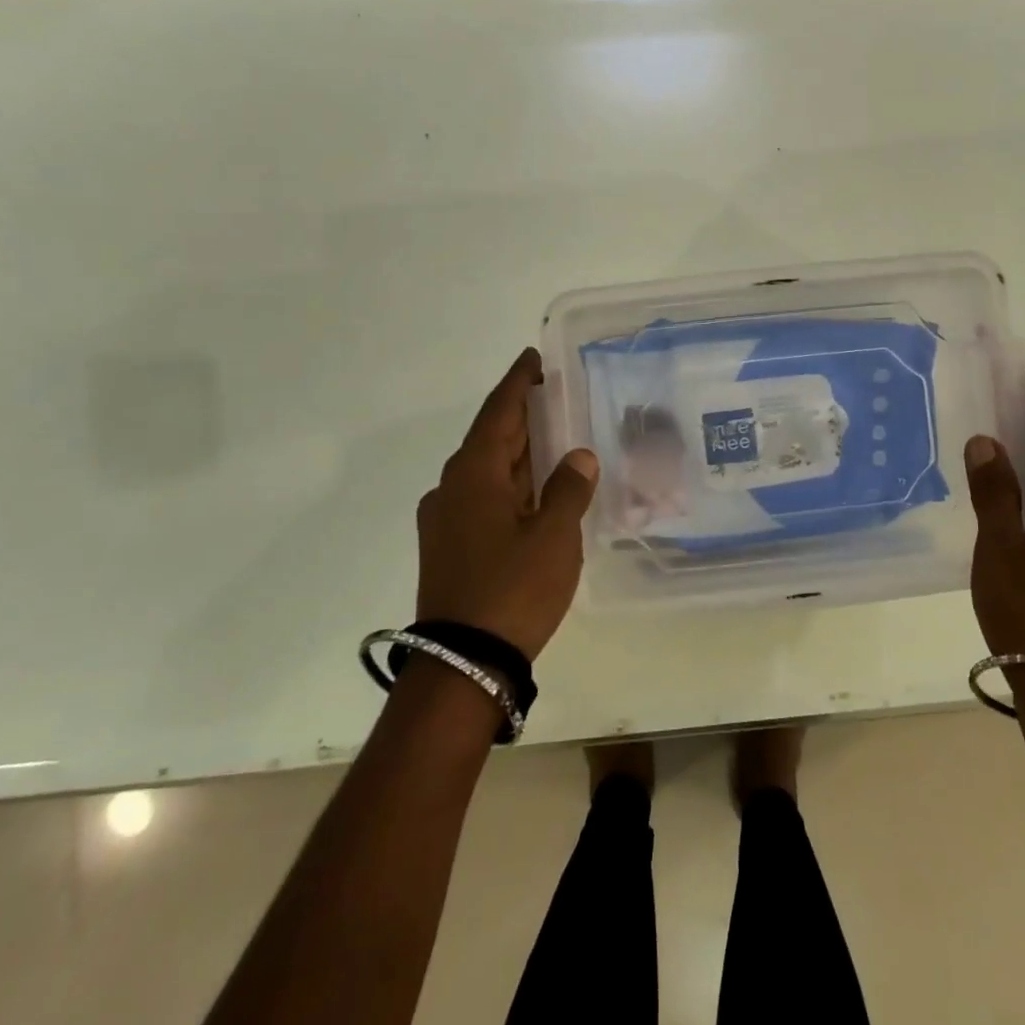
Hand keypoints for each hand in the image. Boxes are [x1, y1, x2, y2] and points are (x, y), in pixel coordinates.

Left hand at [415, 348, 599, 661]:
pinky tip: (535, 491)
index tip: (533, 358)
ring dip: (518, 453)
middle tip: (555, 395)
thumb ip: (568, 489)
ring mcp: (446, 518)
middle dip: (522, 416)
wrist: (462, 665)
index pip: (499, 411)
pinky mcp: (449, 546)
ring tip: (553, 438)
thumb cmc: (512, 590)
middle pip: (491, 438)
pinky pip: (483, 496)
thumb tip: (578, 456)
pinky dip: (510, 483)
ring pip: (487, 470)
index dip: (518, 382)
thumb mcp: (554, 536)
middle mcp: (452, 487)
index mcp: (474, 473)